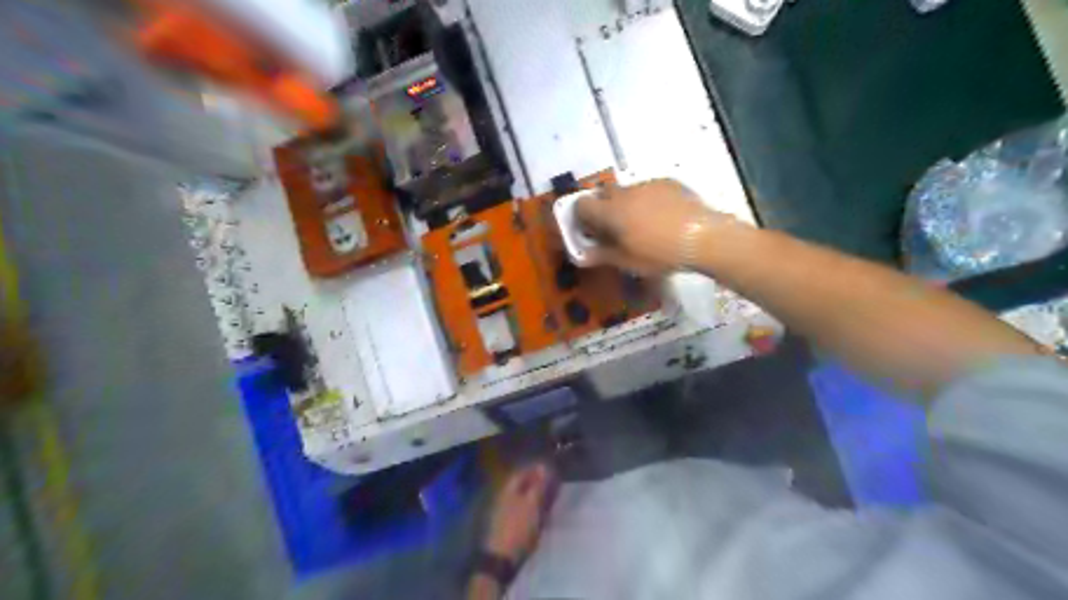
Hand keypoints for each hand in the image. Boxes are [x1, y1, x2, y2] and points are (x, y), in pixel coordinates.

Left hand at [484, 465, 553, 567]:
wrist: (501, 559)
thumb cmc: (518, 527)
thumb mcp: (532, 504)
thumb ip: (538, 485)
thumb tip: (543, 466)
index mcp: (508, 488)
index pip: (523, 471)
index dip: (536, 469)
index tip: (551, 471)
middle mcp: (503, 495)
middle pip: (521, 484)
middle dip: (536, 483)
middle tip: (552, 486)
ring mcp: (502, 510)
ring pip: (520, 497)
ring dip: (534, 496)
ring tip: (548, 500)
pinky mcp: (505, 524)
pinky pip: (519, 509)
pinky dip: (529, 508)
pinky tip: (537, 514)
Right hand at [576, 178, 735, 272]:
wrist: (702, 238)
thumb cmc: (659, 254)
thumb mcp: (627, 262)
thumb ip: (601, 255)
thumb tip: (582, 255)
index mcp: (610, 212)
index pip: (581, 204)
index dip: (582, 217)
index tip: (591, 230)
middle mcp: (625, 192)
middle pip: (604, 193)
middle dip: (604, 207)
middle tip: (615, 228)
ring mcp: (648, 185)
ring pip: (628, 191)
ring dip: (628, 204)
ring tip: (645, 224)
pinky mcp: (668, 182)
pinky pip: (650, 189)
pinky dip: (649, 200)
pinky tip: (665, 217)